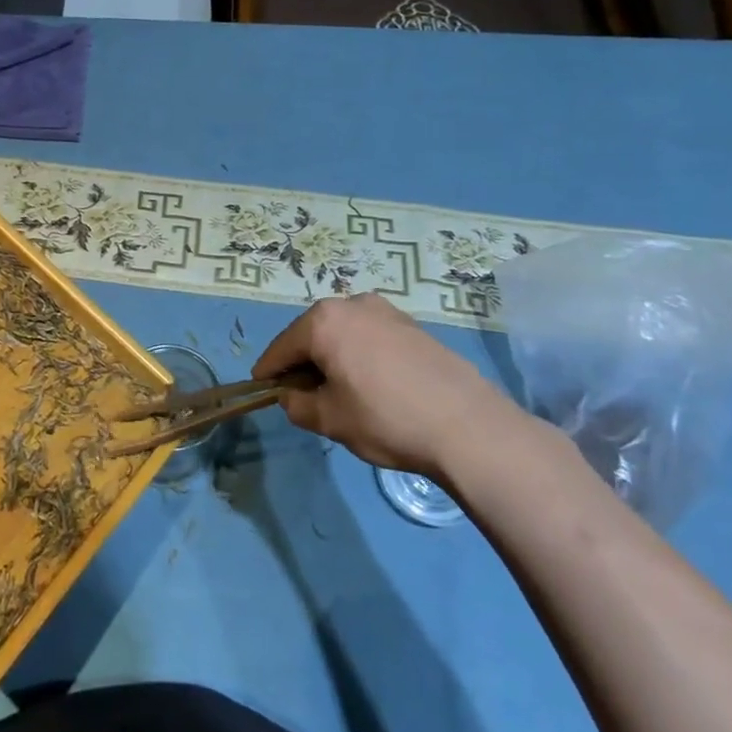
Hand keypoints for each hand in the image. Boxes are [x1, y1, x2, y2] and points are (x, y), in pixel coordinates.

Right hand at [254, 293, 517, 476]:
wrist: (468, 426)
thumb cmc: (386, 419)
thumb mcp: (329, 420)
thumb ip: (297, 405)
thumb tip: (292, 396)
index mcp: (324, 321)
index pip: (282, 347)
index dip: (269, 371)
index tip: (262, 389)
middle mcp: (352, 304)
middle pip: (312, 334)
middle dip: (303, 362)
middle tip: (302, 395)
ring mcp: (386, 311)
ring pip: (343, 334)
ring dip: (333, 357)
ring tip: (340, 391)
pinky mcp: (412, 326)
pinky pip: (370, 337)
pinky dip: (360, 355)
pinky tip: (372, 385)